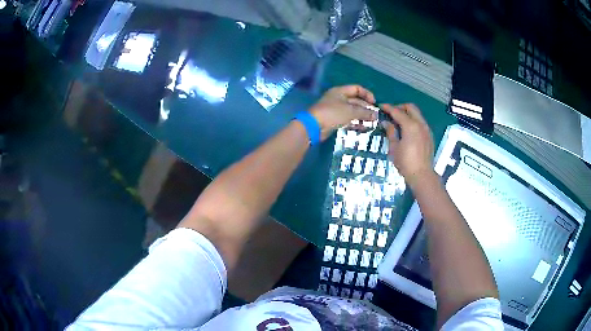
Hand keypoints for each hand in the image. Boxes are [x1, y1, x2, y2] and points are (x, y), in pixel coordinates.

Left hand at [309, 85, 376, 140]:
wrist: (314, 126)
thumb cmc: (333, 113)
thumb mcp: (350, 111)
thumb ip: (364, 112)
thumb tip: (375, 115)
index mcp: (340, 91)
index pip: (357, 89)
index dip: (367, 94)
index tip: (374, 103)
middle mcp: (338, 99)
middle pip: (355, 101)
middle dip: (366, 108)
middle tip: (375, 116)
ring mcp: (336, 110)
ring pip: (352, 111)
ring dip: (362, 116)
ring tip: (372, 123)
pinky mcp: (334, 120)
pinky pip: (348, 119)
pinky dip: (355, 122)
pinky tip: (363, 128)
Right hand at [381, 104, 434, 185]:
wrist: (422, 175)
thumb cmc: (405, 162)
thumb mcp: (394, 147)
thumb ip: (391, 132)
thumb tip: (386, 122)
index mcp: (410, 126)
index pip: (397, 112)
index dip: (388, 108)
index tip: (381, 106)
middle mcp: (420, 124)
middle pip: (410, 107)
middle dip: (400, 107)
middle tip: (391, 113)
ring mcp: (426, 129)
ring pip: (417, 114)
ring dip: (407, 114)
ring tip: (399, 122)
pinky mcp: (429, 135)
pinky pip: (421, 122)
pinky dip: (413, 121)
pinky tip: (407, 130)